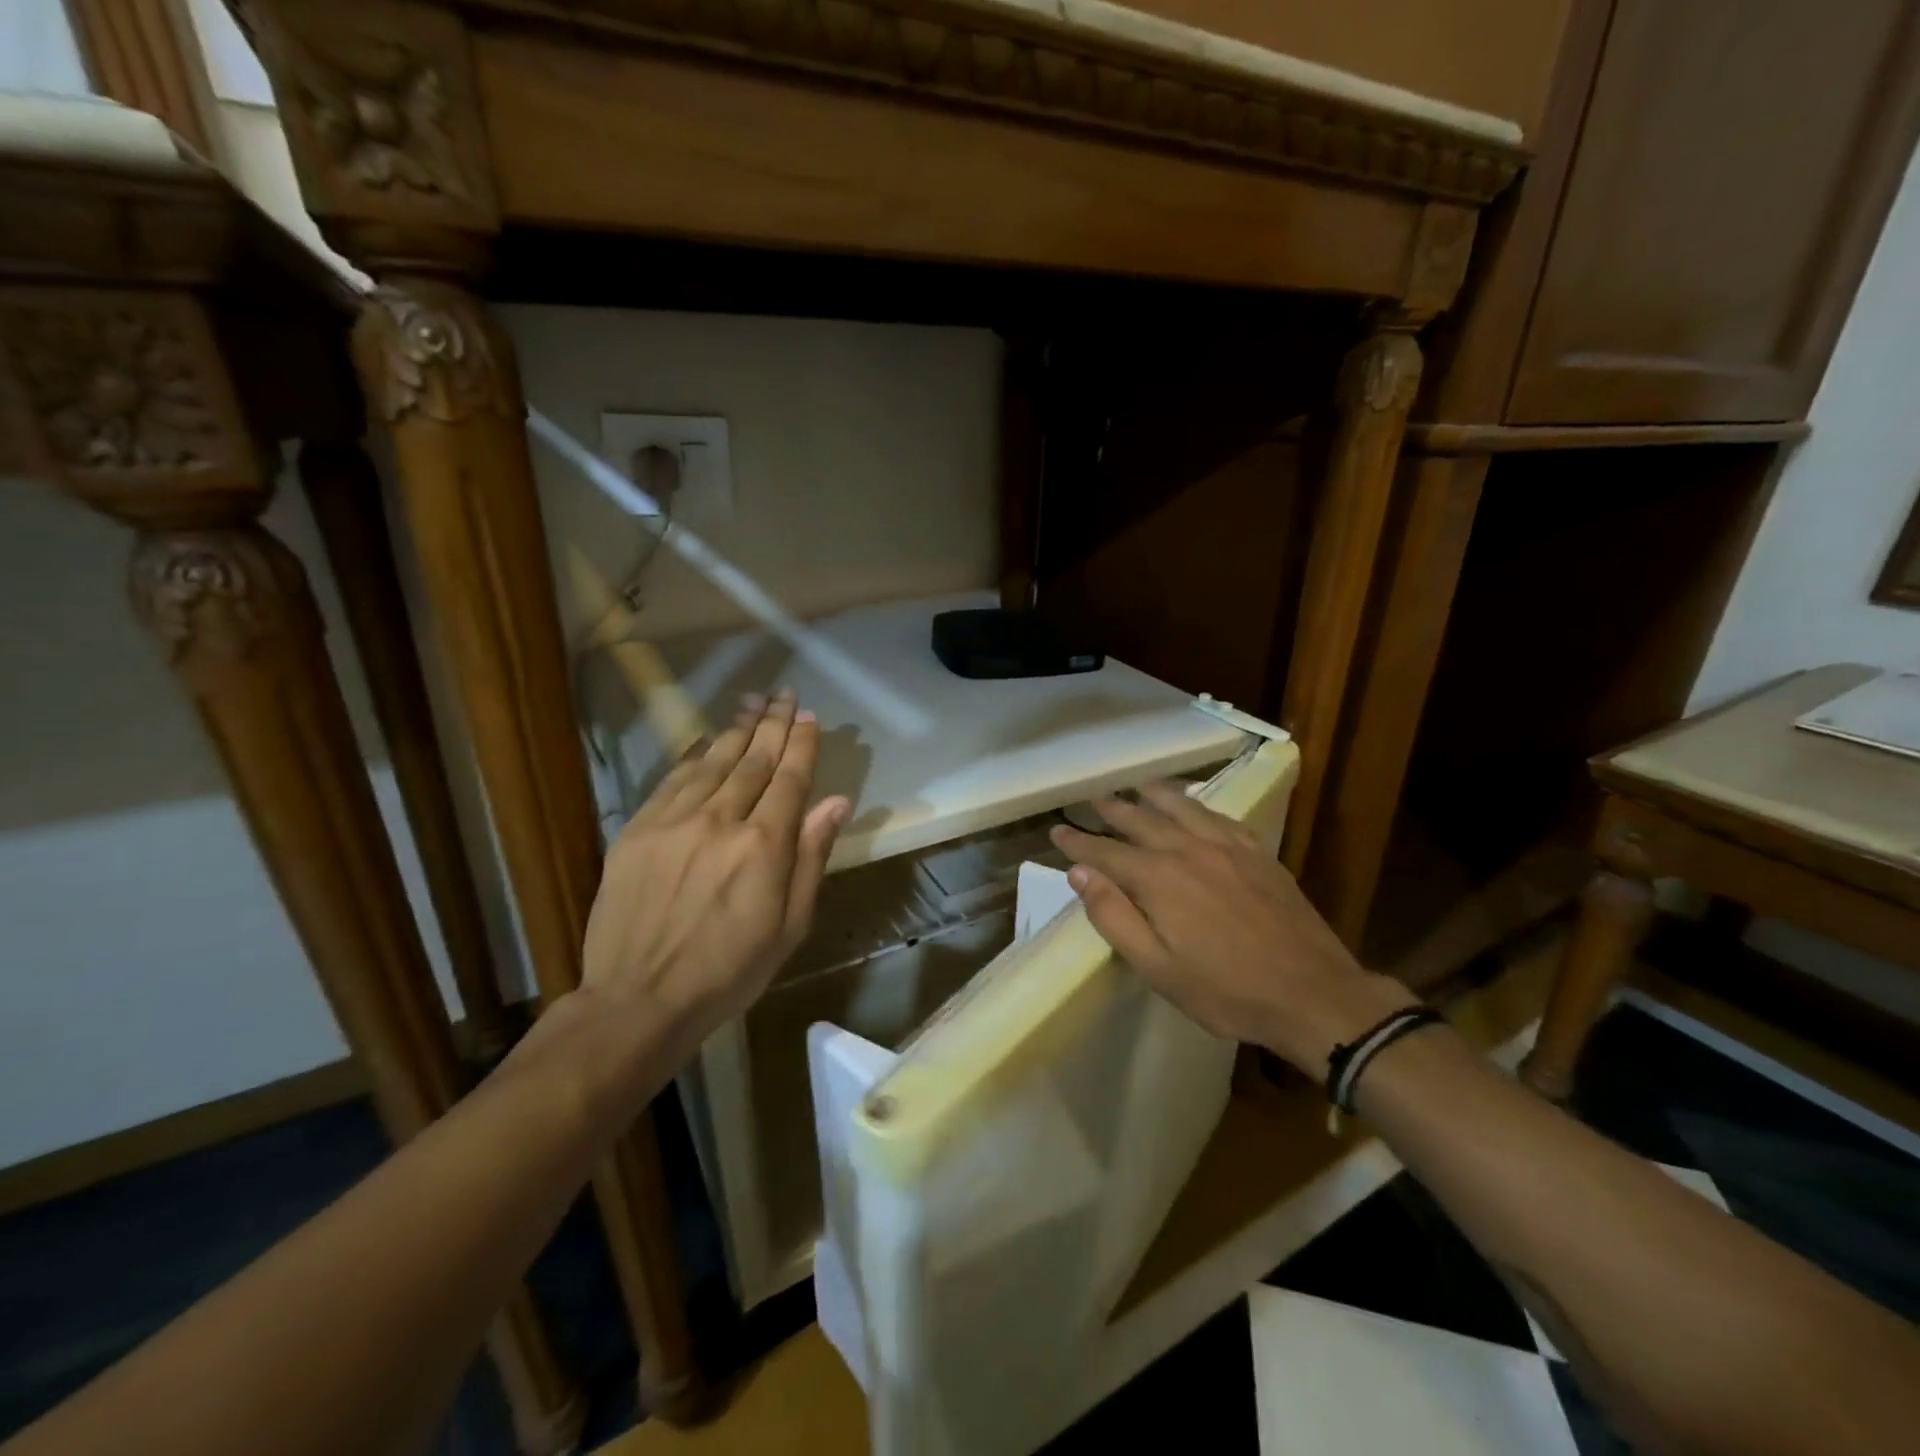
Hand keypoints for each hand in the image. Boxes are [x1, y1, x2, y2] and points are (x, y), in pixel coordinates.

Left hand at [580, 690, 849, 1056]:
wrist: (640, 999)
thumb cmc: (730, 970)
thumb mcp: (790, 925)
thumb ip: (812, 857)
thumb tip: (837, 803)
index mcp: (764, 846)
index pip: (790, 779)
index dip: (802, 744)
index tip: (810, 718)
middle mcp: (721, 820)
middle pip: (754, 759)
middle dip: (773, 724)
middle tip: (785, 695)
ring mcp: (674, 821)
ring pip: (714, 761)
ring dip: (737, 729)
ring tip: (753, 704)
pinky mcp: (638, 830)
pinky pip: (673, 779)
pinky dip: (695, 754)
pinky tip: (707, 739)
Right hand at [1050, 783, 1415, 1080]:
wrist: (1313, 994)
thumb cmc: (1226, 991)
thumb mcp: (1156, 967)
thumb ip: (1113, 917)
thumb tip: (1079, 873)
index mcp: (1158, 879)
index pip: (1105, 852)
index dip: (1078, 841)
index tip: (1057, 830)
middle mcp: (1188, 850)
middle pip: (1141, 820)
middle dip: (1113, 810)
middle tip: (1094, 799)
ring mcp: (1228, 847)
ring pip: (1182, 808)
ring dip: (1155, 795)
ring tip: (1138, 785)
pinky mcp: (1258, 853)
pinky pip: (1220, 816)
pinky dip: (1198, 805)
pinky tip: (1195, 806)